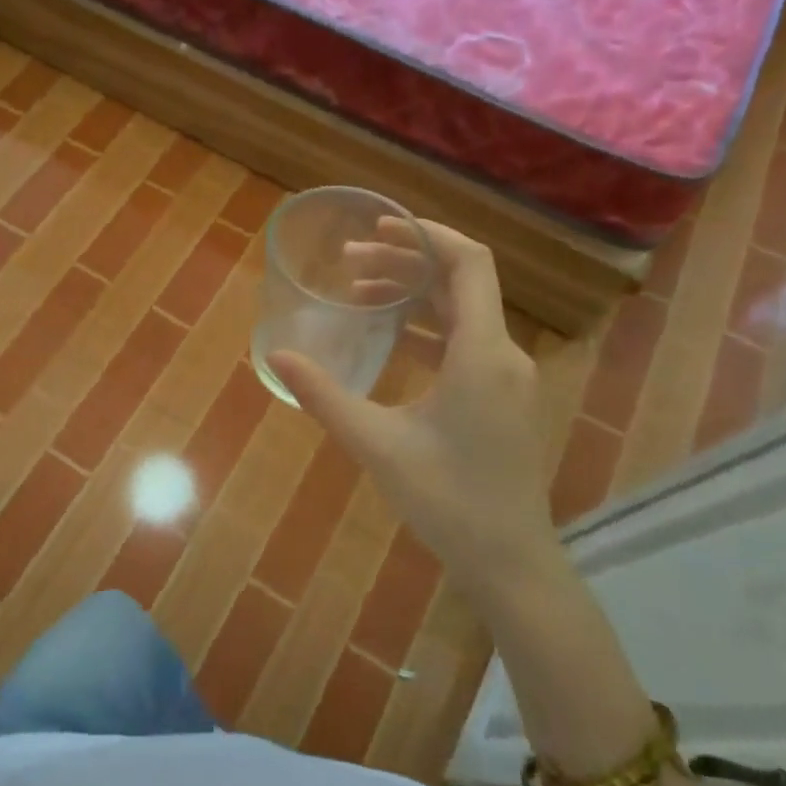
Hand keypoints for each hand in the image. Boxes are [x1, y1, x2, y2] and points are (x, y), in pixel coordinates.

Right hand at [269, 221, 555, 585]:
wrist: (510, 560)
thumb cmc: (447, 501)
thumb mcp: (376, 444)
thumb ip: (324, 396)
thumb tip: (276, 356)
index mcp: (482, 353)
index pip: (468, 263)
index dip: (427, 234)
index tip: (379, 225)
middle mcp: (503, 353)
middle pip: (460, 282)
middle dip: (406, 261)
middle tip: (349, 262)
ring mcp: (506, 376)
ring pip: (462, 311)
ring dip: (415, 294)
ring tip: (361, 290)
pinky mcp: (501, 395)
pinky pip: (465, 340)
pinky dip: (427, 326)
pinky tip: (389, 336)